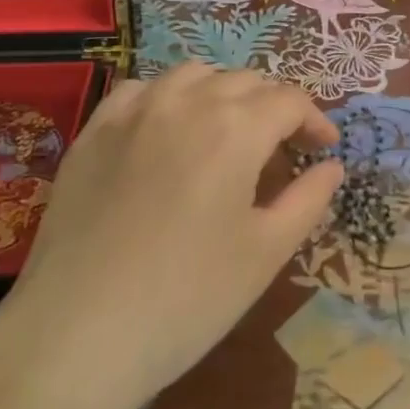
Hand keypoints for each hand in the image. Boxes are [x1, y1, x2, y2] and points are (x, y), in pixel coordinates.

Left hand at [2, 64, 341, 408]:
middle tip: (284, 147)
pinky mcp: (93, 132)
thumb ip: (308, 199)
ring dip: (223, 93)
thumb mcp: (266, 253)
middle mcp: (184, 102)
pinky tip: (169, 129)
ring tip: (230, 132)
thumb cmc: (188, 298)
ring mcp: (132, 113)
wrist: (78, 333)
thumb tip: (331, 166)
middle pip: (244, 81)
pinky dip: (169, 97)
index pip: (288, 100)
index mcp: (234, 128)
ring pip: (192, 75)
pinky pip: (141, 90)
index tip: (324, 149)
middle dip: (274, 106)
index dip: (314, 121)